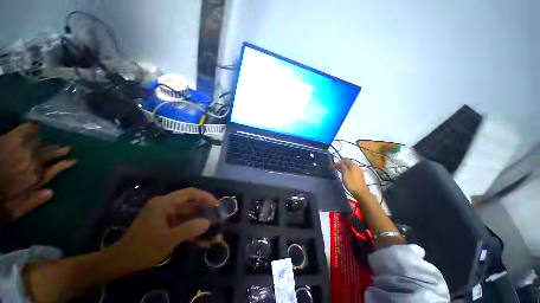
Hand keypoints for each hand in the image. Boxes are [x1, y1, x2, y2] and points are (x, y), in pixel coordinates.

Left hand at [0, 123, 76, 222]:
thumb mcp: (12, 212)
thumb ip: (30, 203)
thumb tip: (51, 192)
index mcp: (34, 179)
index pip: (55, 169)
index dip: (64, 164)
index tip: (73, 161)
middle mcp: (32, 162)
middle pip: (48, 154)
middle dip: (57, 151)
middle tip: (66, 148)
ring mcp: (22, 149)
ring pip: (39, 143)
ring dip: (46, 143)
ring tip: (53, 142)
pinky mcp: (11, 138)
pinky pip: (26, 130)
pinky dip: (32, 129)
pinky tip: (36, 127)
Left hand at [111, 188, 220, 270]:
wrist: (120, 262)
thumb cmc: (142, 249)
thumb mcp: (168, 239)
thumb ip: (189, 229)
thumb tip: (208, 222)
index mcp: (164, 203)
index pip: (190, 193)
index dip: (205, 196)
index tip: (216, 205)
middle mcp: (166, 206)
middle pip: (191, 204)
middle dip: (205, 211)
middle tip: (218, 218)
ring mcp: (166, 216)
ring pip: (188, 216)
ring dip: (200, 223)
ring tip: (214, 231)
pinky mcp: (166, 225)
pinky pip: (182, 224)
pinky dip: (192, 231)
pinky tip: (203, 241)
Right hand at [334, 159, 370, 196]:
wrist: (360, 192)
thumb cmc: (351, 182)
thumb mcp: (345, 173)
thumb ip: (342, 166)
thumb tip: (340, 162)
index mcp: (353, 165)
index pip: (345, 160)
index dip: (339, 161)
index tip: (333, 165)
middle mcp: (357, 167)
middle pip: (348, 163)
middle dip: (341, 164)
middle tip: (335, 167)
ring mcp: (359, 172)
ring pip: (350, 167)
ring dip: (344, 167)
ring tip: (339, 171)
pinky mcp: (360, 176)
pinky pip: (352, 170)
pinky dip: (348, 171)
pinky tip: (345, 174)